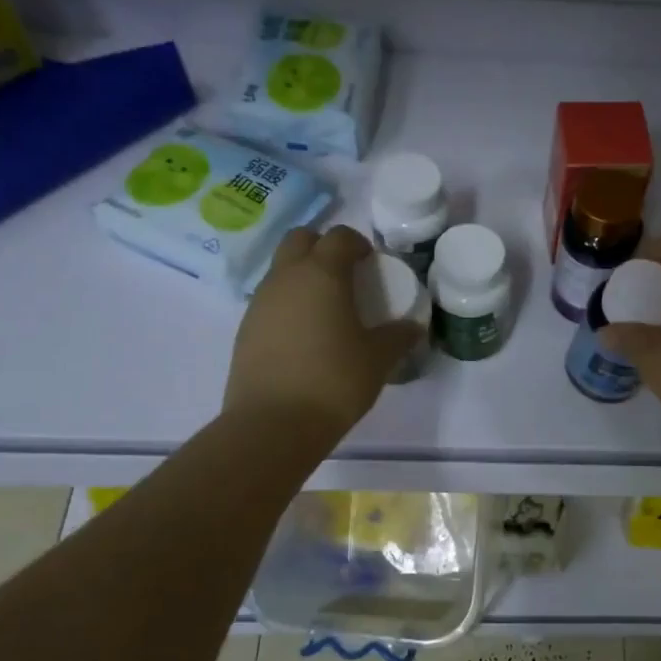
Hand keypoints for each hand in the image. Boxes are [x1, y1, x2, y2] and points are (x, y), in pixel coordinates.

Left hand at [224, 225, 422, 443]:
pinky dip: (289, 303)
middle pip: (300, 239)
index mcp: (322, 274)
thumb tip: (414, 327)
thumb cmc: (334, 380)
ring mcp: (260, 302)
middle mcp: (286, 277)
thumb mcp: (378, 359)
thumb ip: (398, 337)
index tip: (372, 262)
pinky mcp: (246, 328)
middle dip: (323, 247)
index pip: (339, 237)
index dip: (358, 243)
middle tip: (345, 274)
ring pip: (281, 269)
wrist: (274, 423)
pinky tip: (305, 335)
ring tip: (326, 307)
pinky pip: (270, 299)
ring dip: (303, 274)